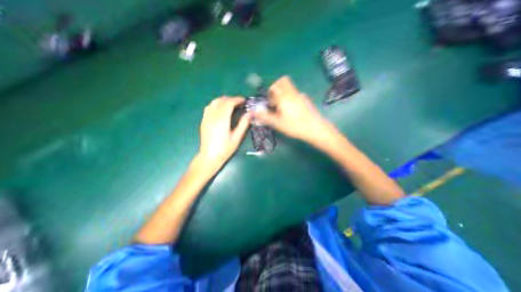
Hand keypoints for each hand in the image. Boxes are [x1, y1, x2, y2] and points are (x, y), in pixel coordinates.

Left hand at [197, 96, 249, 170]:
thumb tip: (250, 113)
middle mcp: (213, 116)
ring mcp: (206, 118)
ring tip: (231, 105)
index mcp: (222, 120)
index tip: (244, 100)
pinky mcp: (203, 121)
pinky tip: (221, 110)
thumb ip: (243, 124)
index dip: (237, 99)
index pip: (229, 103)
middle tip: (239, 103)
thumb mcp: (237, 137)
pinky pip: (209, 107)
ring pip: (214, 102)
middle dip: (231, 99)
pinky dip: (216, 104)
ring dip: (223, 100)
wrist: (210, 156)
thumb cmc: (225, 149)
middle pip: (221, 100)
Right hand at [255, 75, 335, 142]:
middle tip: (275, 101)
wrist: (315, 129)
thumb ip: (265, 116)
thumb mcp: (277, 123)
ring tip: (282, 108)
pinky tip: (292, 111)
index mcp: (284, 97)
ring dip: (283, 94)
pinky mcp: (306, 100)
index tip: (270, 102)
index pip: (274, 85)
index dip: (270, 92)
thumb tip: (254, 112)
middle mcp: (292, 93)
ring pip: (289, 88)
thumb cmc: (294, 126)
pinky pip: (295, 94)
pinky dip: (290, 98)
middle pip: (283, 81)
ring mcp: (300, 95)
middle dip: (276, 88)